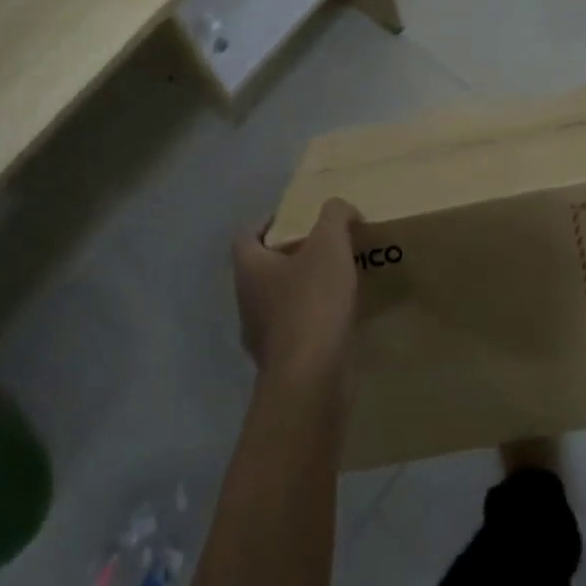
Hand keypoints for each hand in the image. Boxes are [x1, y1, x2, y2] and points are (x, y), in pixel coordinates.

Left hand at [234, 199, 359, 383]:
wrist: (312, 379)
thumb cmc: (312, 302)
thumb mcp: (329, 245)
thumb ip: (334, 216)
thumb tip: (339, 207)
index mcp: (249, 269)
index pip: (246, 235)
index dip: (267, 221)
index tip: (294, 216)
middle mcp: (246, 301)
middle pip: (263, 268)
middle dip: (290, 255)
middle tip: (323, 244)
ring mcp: (261, 336)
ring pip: (279, 301)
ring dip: (302, 288)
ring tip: (337, 278)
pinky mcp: (282, 363)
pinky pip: (296, 330)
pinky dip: (314, 319)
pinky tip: (340, 315)